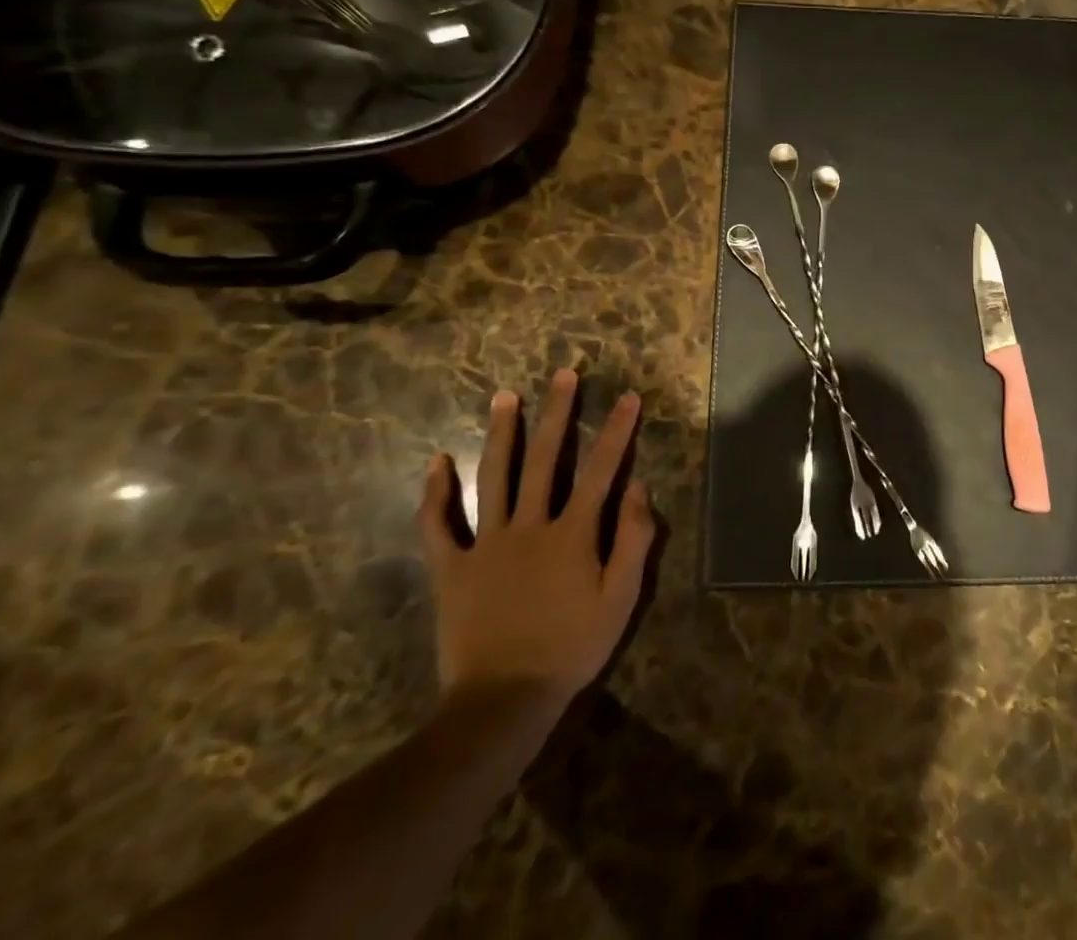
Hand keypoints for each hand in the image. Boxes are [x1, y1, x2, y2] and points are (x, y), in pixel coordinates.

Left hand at [418, 369, 655, 723]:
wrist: (503, 701)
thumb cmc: (571, 649)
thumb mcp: (620, 600)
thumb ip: (634, 540)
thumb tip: (640, 487)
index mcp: (573, 533)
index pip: (601, 470)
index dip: (618, 431)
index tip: (628, 396)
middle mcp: (529, 525)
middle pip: (545, 458)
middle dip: (558, 412)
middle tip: (564, 374)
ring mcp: (486, 544)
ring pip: (494, 476)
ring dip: (501, 433)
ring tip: (504, 396)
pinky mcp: (451, 568)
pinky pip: (439, 525)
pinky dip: (436, 493)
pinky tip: (437, 461)